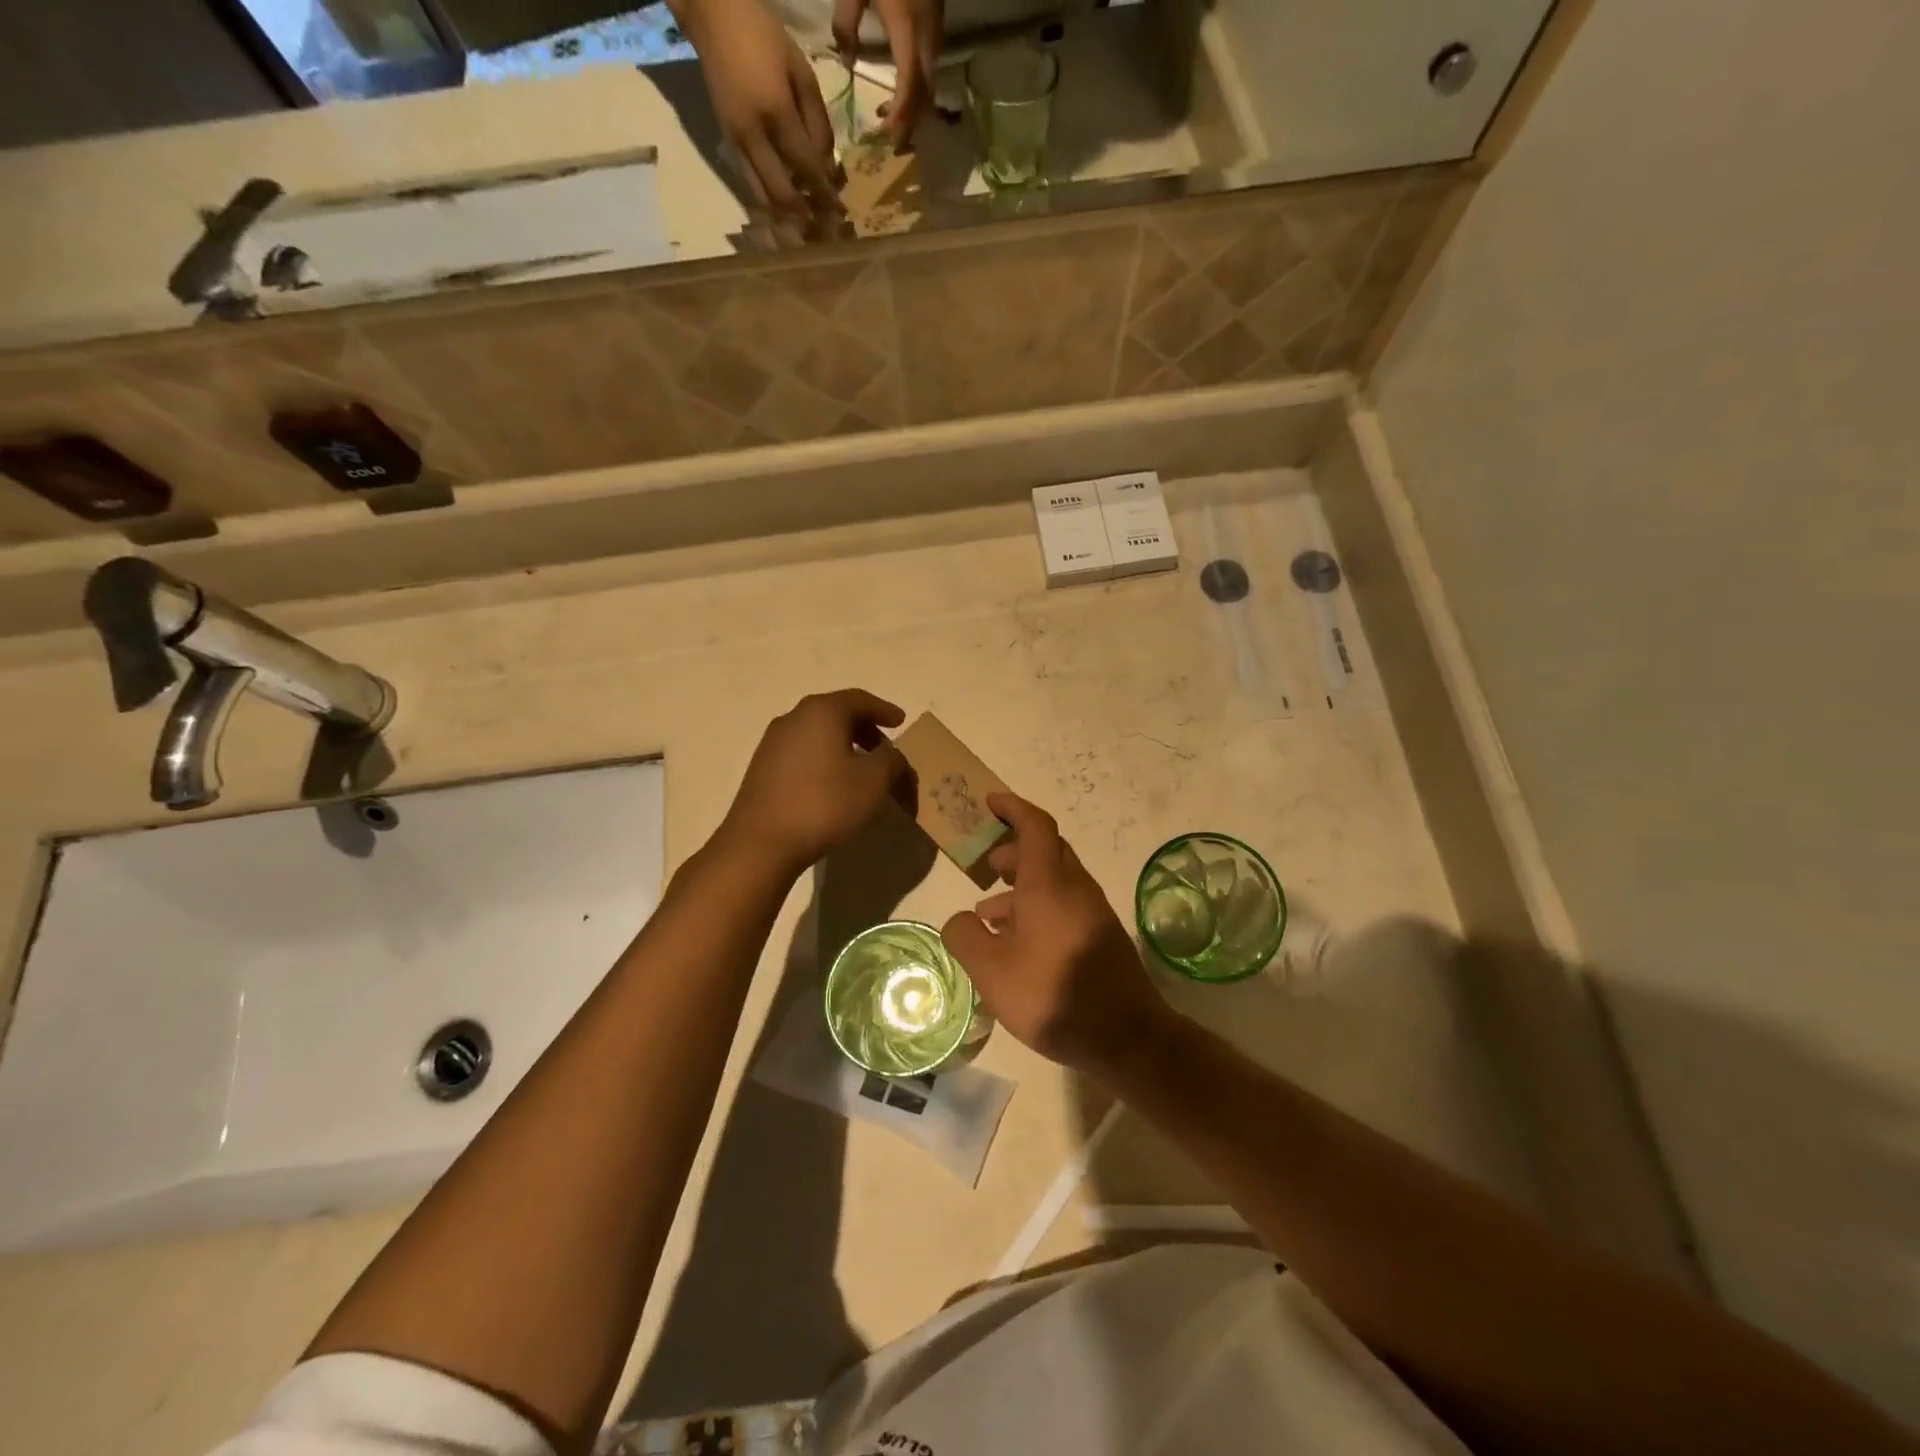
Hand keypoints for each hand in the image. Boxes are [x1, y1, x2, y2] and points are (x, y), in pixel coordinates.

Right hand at [674, 0, 843, 218]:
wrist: (713, 14)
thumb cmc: (764, 35)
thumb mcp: (802, 72)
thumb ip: (818, 123)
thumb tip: (827, 166)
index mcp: (776, 112)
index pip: (806, 167)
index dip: (824, 194)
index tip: (839, 211)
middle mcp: (753, 135)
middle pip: (782, 194)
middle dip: (805, 215)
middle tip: (823, 225)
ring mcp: (736, 142)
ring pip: (763, 197)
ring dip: (786, 215)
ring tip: (806, 223)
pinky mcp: (727, 143)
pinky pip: (751, 184)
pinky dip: (770, 200)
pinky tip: (786, 204)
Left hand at [719, 689, 909, 874]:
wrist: (761, 843)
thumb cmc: (824, 803)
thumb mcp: (873, 782)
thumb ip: (891, 760)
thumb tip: (890, 754)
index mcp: (822, 712)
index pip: (860, 700)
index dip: (884, 710)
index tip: (901, 721)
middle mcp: (794, 718)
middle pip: (837, 714)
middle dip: (865, 729)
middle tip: (885, 749)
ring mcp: (773, 742)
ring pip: (818, 733)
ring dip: (844, 745)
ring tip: (861, 769)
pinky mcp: (762, 767)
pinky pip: (803, 752)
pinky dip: (824, 758)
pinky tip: (832, 783)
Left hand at [832, 0, 942, 146]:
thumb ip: (846, 22)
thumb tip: (847, 62)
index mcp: (907, 32)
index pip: (909, 86)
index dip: (899, 116)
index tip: (884, 136)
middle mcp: (928, 41)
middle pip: (923, 96)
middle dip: (909, 124)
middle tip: (890, 146)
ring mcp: (936, 35)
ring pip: (930, 87)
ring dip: (913, 110)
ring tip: (890, 122)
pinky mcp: (937, 28)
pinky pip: (930, 72)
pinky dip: (916, 92)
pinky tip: (899, 93)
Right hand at [941, 793, 1174, 1077]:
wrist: (1127, 1037)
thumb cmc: (1053, 994)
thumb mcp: (992, 971)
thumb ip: (966, 937)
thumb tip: (962, 919)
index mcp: (1050, 884)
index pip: (1035, 826)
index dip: (1012, 808)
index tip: (989, 803)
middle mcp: (1075, 888)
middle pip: (1046, 850)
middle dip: (1013, 850)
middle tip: (985, 865)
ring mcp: (1092, 911)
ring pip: (1054, 881)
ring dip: (1021, 886)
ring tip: (988, 914)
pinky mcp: (1100, 935)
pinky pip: (1063, 905)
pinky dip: (1036, 908)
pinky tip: (1016, 943)